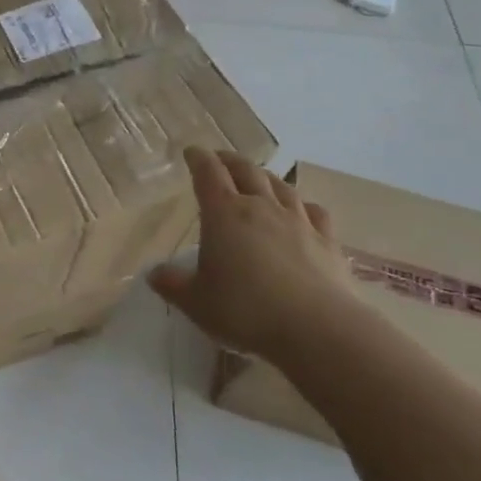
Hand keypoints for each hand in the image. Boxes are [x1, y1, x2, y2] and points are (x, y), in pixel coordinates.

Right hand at [148, 148, 362, 358]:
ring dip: (265, 176)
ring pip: (280, 186)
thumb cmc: (246, 311)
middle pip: (246, 171)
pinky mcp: (327, 241)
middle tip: (220, 159)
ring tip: (258, 177)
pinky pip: (314, 211)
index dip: (198, 159)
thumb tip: (153, 274)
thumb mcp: (197, 302)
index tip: (191, 151)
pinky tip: (302, 209)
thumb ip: (173, 285)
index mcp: (224, 214)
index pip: (208, 173)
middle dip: (230, 161)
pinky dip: (302, 204)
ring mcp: (298, 221)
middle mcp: (261, 207)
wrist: (318, 329)